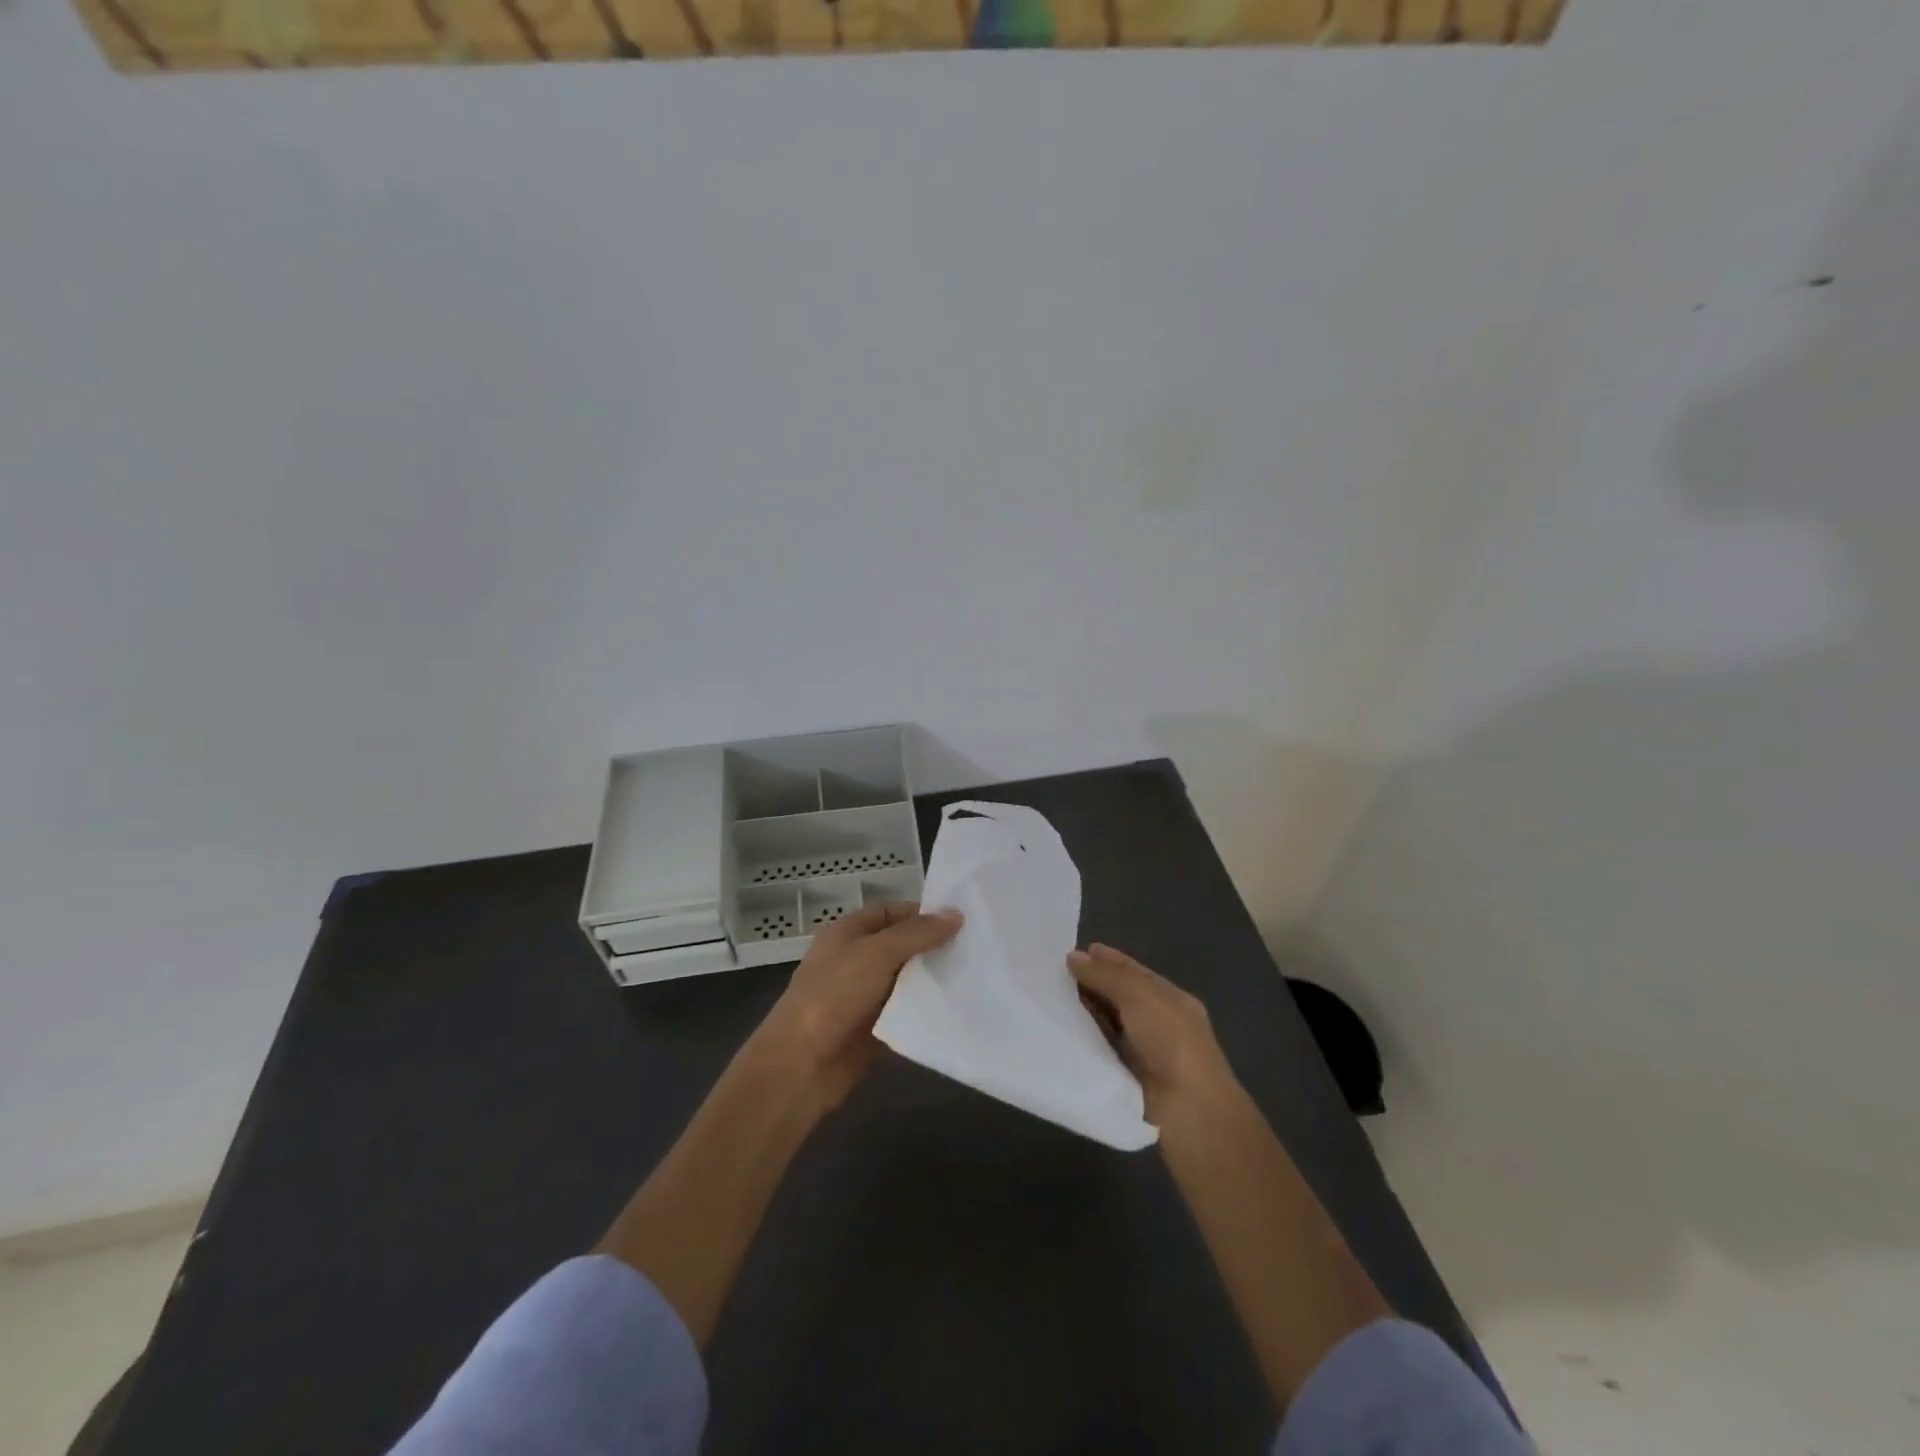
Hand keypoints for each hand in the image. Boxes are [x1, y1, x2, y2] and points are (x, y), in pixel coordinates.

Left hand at [749, 900, 962, 1111]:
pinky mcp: (873, 1030)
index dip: (921, 913)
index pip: (889, 912)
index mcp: (846, 934)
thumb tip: (956, 915)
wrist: (800, 1066)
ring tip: (975, 975)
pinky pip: (905, 1014)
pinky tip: (957, 1008)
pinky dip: (925, 1011)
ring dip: (932, 979)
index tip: (959, 920)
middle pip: (900, 946)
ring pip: (905, 981)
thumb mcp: (876, 954)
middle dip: (932, 947)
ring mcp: (863, 997)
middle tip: (975, 948)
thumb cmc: (833, 996)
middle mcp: (854, 961)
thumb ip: (916, 934)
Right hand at [1068, 942, 1238, 1127]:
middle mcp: (1160, 1023)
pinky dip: (1085, 1040)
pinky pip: (1102, 1050)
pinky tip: (1060, 1032)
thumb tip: (1074, 957)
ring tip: (1049, 998)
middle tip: (1053, 973)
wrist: (1188, 1110)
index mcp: (1171, 999)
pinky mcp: (1129, 1078)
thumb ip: (1106, 975)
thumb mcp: (1139, 996)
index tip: (1074, 952)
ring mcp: (1145, 1052)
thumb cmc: (1171, 1042)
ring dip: (1085, 1012)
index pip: (1135, 972)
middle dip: (1092, 984)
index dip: (1108, 960)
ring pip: (1109, 1024)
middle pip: (1121, 997)